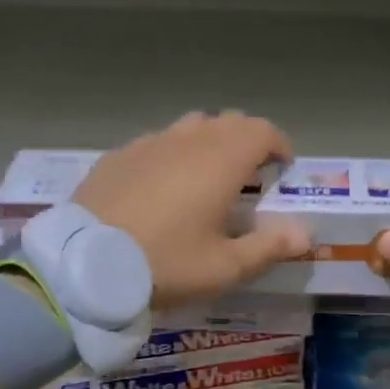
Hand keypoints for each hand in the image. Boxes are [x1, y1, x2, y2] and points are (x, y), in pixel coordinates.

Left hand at [75, 111, 311, 309]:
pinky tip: (160, 187)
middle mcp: (187, 140)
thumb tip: (305, 234)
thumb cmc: (166, 264)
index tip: (282, 169)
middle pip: (228, 122)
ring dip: (208, 143)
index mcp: (220, 160)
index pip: (262, 130)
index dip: (278, 145)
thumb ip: (269, 247)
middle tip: (249, 176)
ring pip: (189, 127)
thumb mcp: (224, 267)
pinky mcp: (117, 156)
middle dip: (246, 141)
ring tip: (205, 177)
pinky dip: (170, 155)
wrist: (84, 266)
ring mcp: (148, 144)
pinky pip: (155, 143)